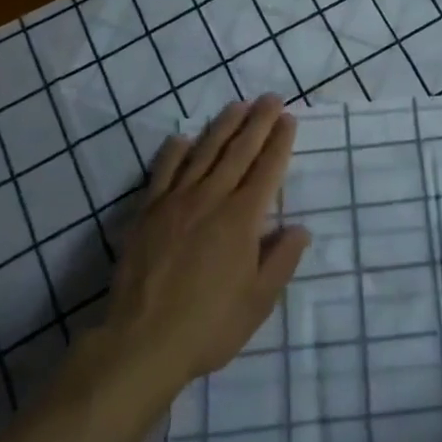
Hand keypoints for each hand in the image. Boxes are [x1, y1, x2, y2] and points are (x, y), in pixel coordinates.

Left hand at [100, 96, 310, 390]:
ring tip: (237, 105)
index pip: (267, 169)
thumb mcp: (258, 302)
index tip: (288, 119)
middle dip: (258, 122)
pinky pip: (163, 171)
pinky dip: (175, 151)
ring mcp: (176, 201)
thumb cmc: (208, 326)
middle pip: (239, 150)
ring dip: (224, 126)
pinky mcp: (148, 211)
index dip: (280, 142)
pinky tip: (183, 138)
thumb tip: (300, 229)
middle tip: (270, 98)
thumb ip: (281, 261)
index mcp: (242, 218)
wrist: (140, 344)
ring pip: (205, 152)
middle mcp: (212, 198)